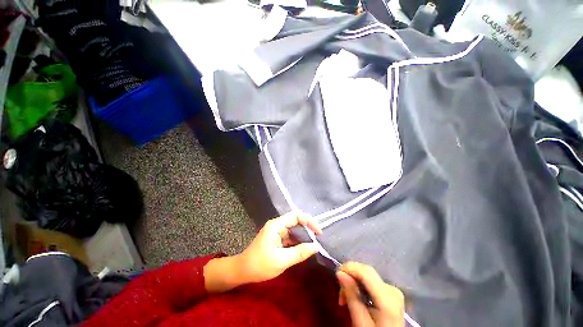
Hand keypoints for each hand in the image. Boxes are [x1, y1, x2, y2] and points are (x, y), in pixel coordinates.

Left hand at [236, 211, 322, 283]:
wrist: (242, 271)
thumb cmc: (260, 265)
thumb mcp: (282, 260)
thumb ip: (300, 252)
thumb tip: (316, 246)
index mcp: (276, 225)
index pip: (296, 215)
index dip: (309, 221)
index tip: (318, 232)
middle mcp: (277, 225)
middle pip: (295, 221)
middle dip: (307, 228)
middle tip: (318, 239)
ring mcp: (276, 231)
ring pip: (293, 229)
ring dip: (303, 236)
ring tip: (313, 245)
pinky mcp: (276, 238)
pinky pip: (289, 237)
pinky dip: (297, 242)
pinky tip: (303, 249)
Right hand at [337, 262, 404, 326]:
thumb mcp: (360, 322)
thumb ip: (351, 296)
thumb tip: (339, 273)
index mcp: (387, 297)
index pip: (365, 271)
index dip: (349, 268)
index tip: (336, 275)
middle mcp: (392, 289)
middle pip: (366, 271)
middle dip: (350, 277)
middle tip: (340, 293)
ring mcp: (393, 290)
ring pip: (367, 275)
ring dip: (353, 282)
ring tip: (345, 298)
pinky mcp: (391, 293)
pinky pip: (371, 281)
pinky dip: (360, 286)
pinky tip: (355, 296)